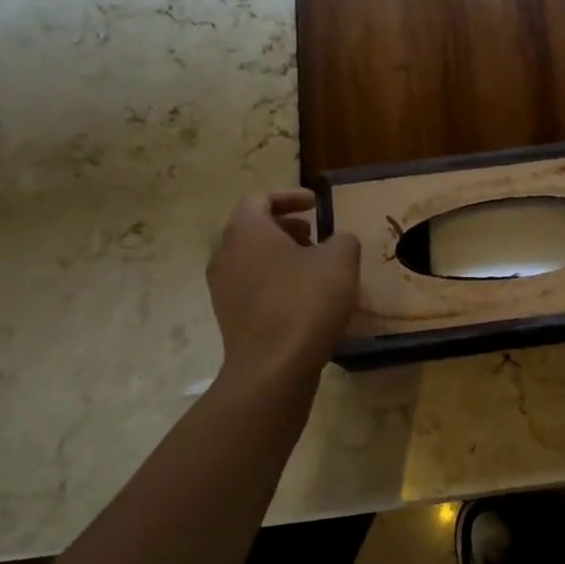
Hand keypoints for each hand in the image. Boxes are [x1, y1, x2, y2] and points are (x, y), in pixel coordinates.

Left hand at [208, 190, 358, 382]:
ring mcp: (222, 288)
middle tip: (316, 236)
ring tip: (314, 268)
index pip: (260, 199)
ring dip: (281, 256)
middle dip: (286, 227)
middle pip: (253, 229)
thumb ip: (342, 240)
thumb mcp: (340, 261)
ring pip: (252, 258)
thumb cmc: (306, 302)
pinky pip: (252, 286)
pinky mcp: (228, 316)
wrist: (273, 366)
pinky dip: (275, 281)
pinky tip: (304, 299)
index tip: (316, 204)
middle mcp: (225, 254)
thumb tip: (338, 241)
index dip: (290, 196)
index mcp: (247, 231)